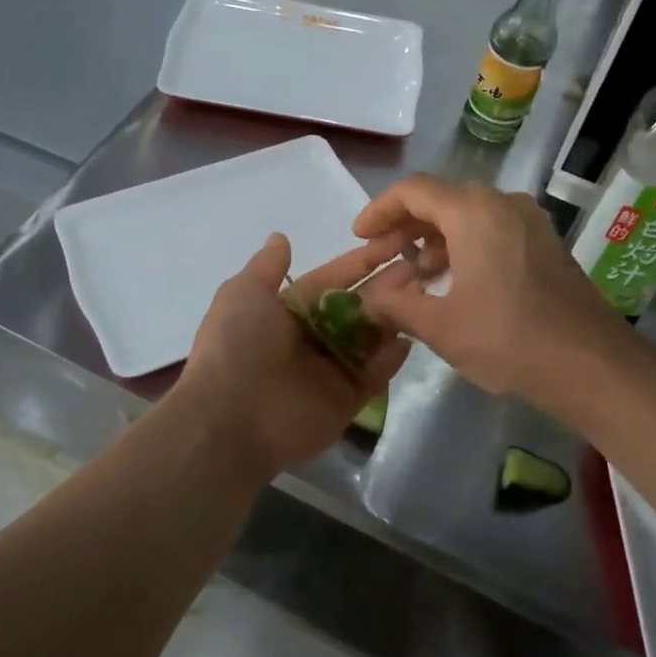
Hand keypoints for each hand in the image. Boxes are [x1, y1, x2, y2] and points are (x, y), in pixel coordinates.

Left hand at [171, 232, 409, 478]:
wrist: (230, 419)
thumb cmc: (237, 346)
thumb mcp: (243, 293)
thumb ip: (267, 267)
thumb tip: (280, 237)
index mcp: (287, 311)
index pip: (332, 280)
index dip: (360, 262)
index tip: (393, 241)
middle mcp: (311, 338)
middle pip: (356, 307)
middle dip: (386, 286)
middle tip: (422, 265)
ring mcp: (330, 371)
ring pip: (370, 338)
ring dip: (394, 316)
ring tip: (425, 292)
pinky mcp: (345, 401)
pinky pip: (374, 375)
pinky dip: (392, 358)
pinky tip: (413, 334)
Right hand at [352, 174, 630, 404]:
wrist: (592, 365)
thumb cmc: (509, 340)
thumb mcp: (440, 327)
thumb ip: (395, 305)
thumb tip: (368, 299)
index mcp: (473, 212)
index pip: (413, 191)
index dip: (379, 210)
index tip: (360, 237)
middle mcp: (502, 204)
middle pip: (441, 200)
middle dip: (405, 227)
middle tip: (382, 258)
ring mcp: (529, 222)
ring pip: (468, 216)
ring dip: (435, 240)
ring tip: (413, 276)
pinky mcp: (545, 244)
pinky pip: (493, 230)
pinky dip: (464, 247)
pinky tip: (453, 282)